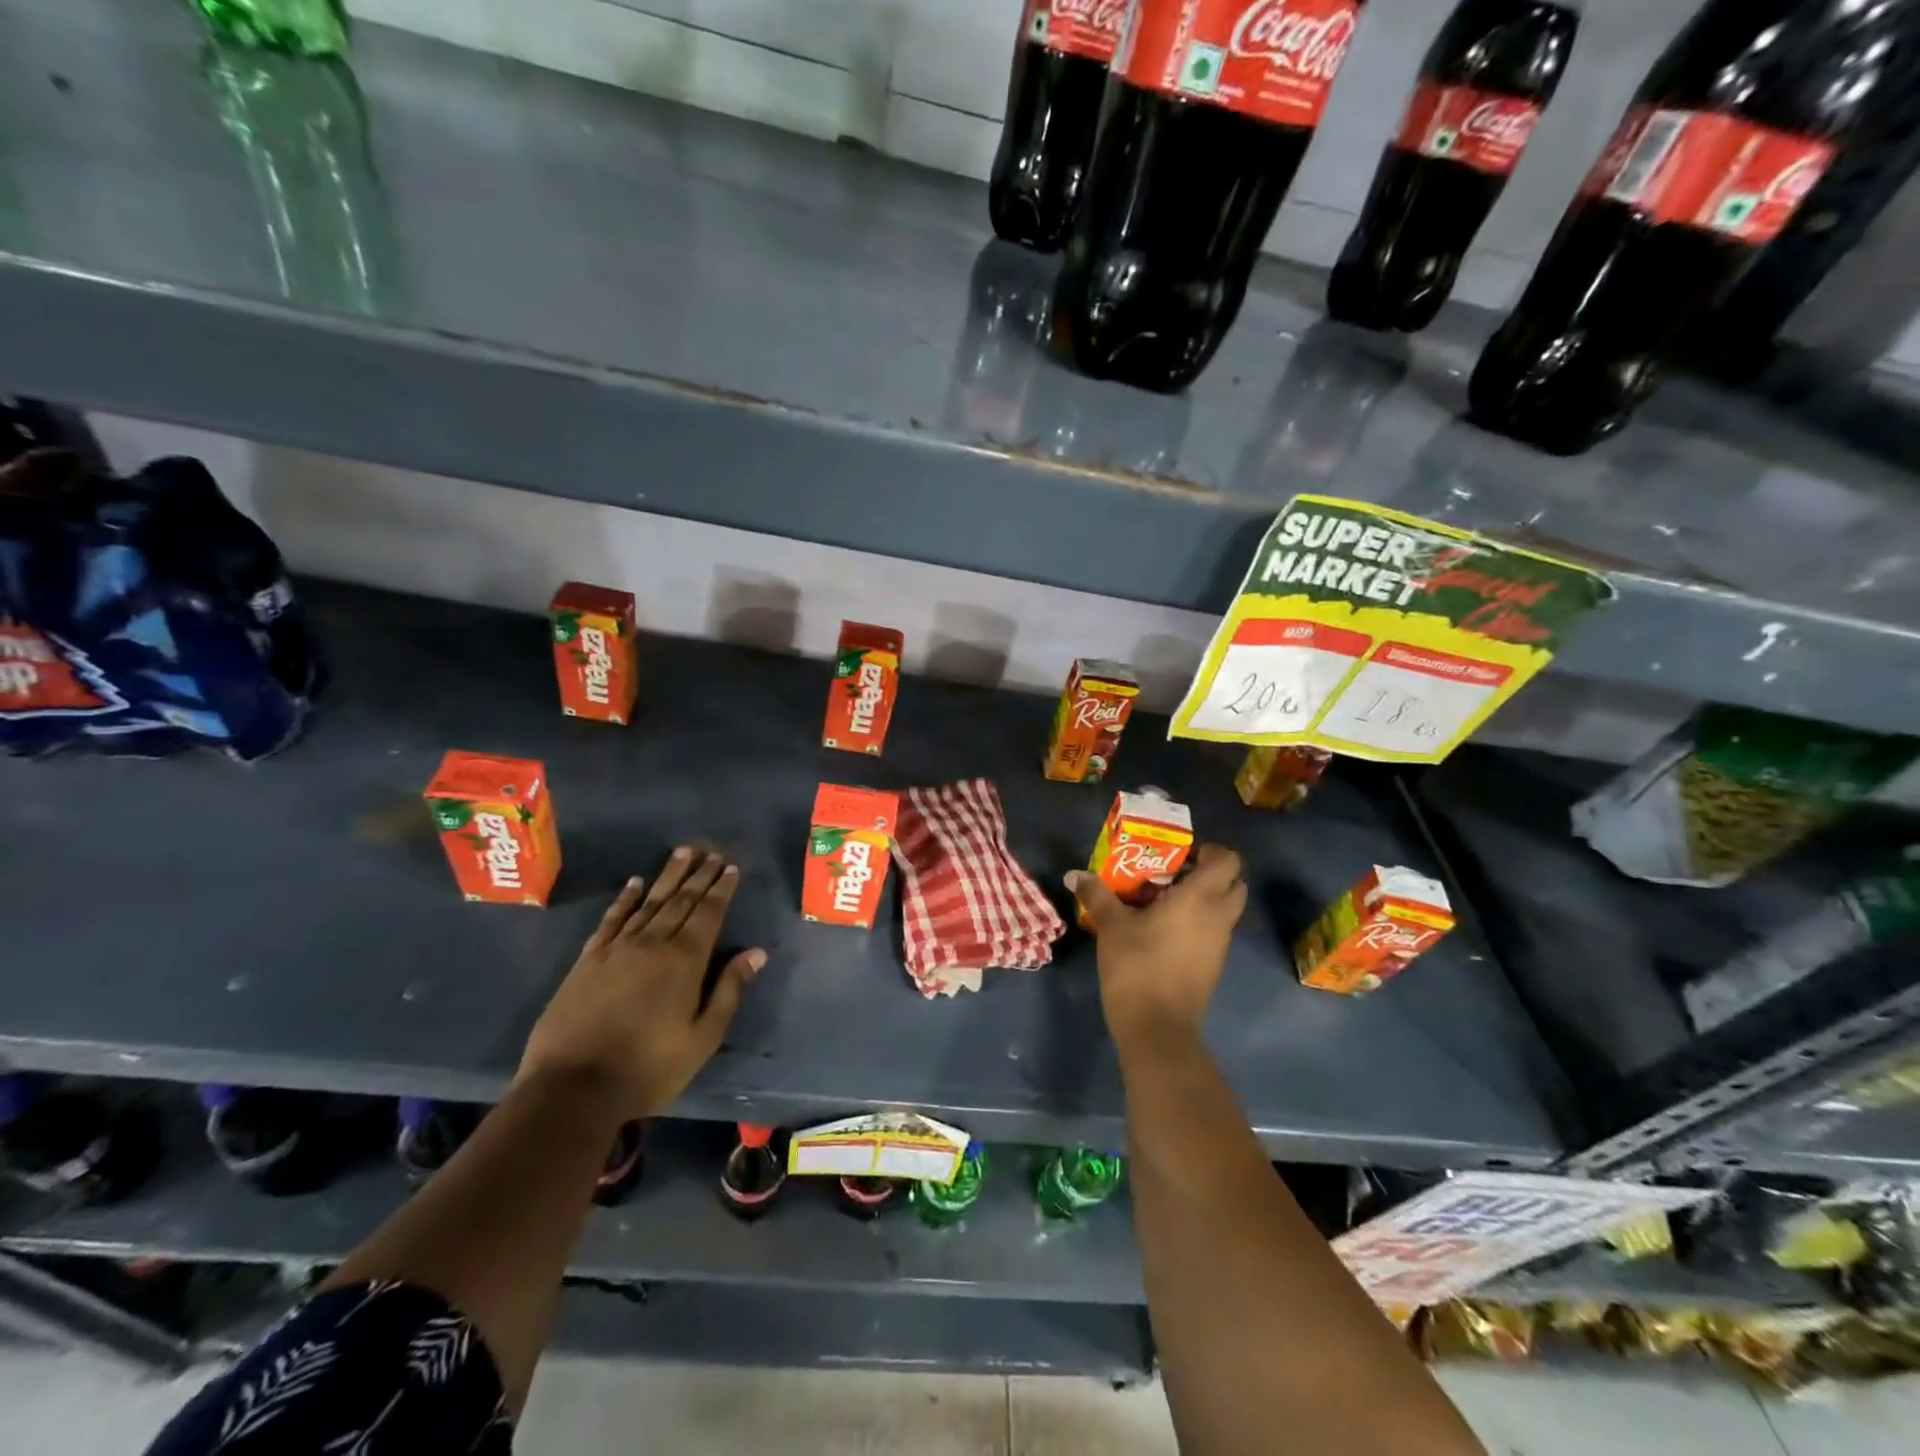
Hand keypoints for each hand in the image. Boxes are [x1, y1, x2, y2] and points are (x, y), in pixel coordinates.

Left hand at [517, 847, 765, 1118]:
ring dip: (668, 876)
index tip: (732, 867)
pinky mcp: (588, 960)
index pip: (709, 914)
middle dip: (700, 875)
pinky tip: (634, 883)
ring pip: (649, 902)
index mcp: (685, 961)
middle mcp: (653, 943)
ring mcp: (617, 949)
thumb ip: (729, 991)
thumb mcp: (702, 1038)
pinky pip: (611, 919)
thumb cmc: (648, 1068)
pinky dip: (625, 899)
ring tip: (683, 852)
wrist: (572, 1088)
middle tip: (712, 852)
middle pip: (681, 901)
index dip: (722, 889)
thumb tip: (756, 953)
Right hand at [1066, 843, 1245, 1049]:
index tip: (1184, 854)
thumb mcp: (1111, 926)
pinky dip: (1200, 924)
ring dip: (1206, 900)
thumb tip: (1074, 874)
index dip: (1213, 851)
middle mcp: (1219, 917)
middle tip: (1176, 874)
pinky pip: (1215, 932)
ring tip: (1165, 901)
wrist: (1157, 1027)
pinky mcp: (1213, 966)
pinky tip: (1165, 930)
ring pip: (1226, 911)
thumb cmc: (1137, 965)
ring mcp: (1220, 945)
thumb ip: (1097, 894)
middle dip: (1213, 875)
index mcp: (1200, 898)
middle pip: (1235, 885)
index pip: (1229, 861)